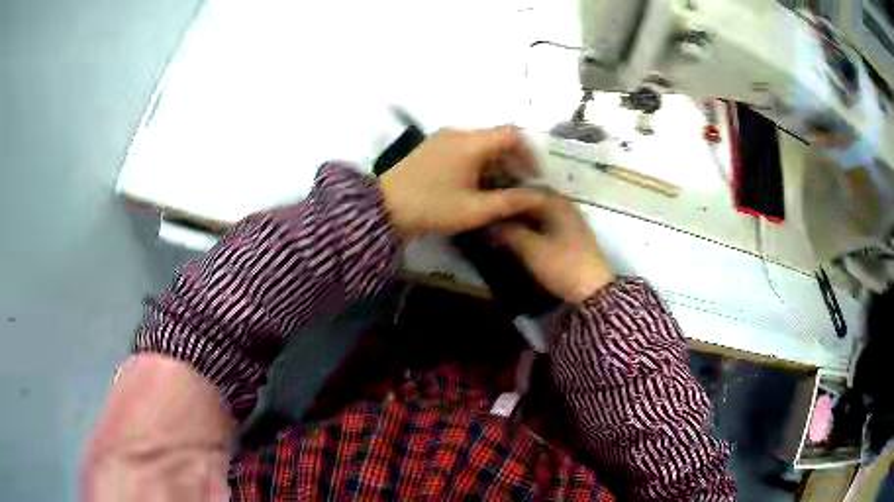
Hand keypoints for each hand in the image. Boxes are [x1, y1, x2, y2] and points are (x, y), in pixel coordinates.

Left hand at [379, 127, 546, 238]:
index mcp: (470, 142)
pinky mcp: (433, 147)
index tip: (535, 177)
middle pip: (497, 138)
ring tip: (502, 189)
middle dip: (514, 160)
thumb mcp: (475, 209)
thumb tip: (540, 197)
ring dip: (497, 162)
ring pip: (481, 143)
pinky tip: (479, 184)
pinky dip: (479, 161)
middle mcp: (458, 132)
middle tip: (521, 187)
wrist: (384, 210)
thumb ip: (511, 201)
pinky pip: (465, 147)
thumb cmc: (432, 208)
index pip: (512, 135)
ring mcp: (443, 138)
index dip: (529, 154)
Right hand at [495, 195, 614, 302]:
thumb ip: (507, 232)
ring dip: (519, 218)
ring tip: (497, 227)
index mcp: (554, 201)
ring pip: (537, 213)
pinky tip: (517, 236)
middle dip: (509, 208)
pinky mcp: (570, 235)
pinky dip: (530, 227)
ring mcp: (569, 219)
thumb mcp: (530, 248)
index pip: (521, 189)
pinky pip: (544, 223)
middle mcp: (563, 204)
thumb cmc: (562, 265)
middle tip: (487, 216)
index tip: (483, 203)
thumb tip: (486, 223)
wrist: (593, 291)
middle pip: (530, 200)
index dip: (501, 195)